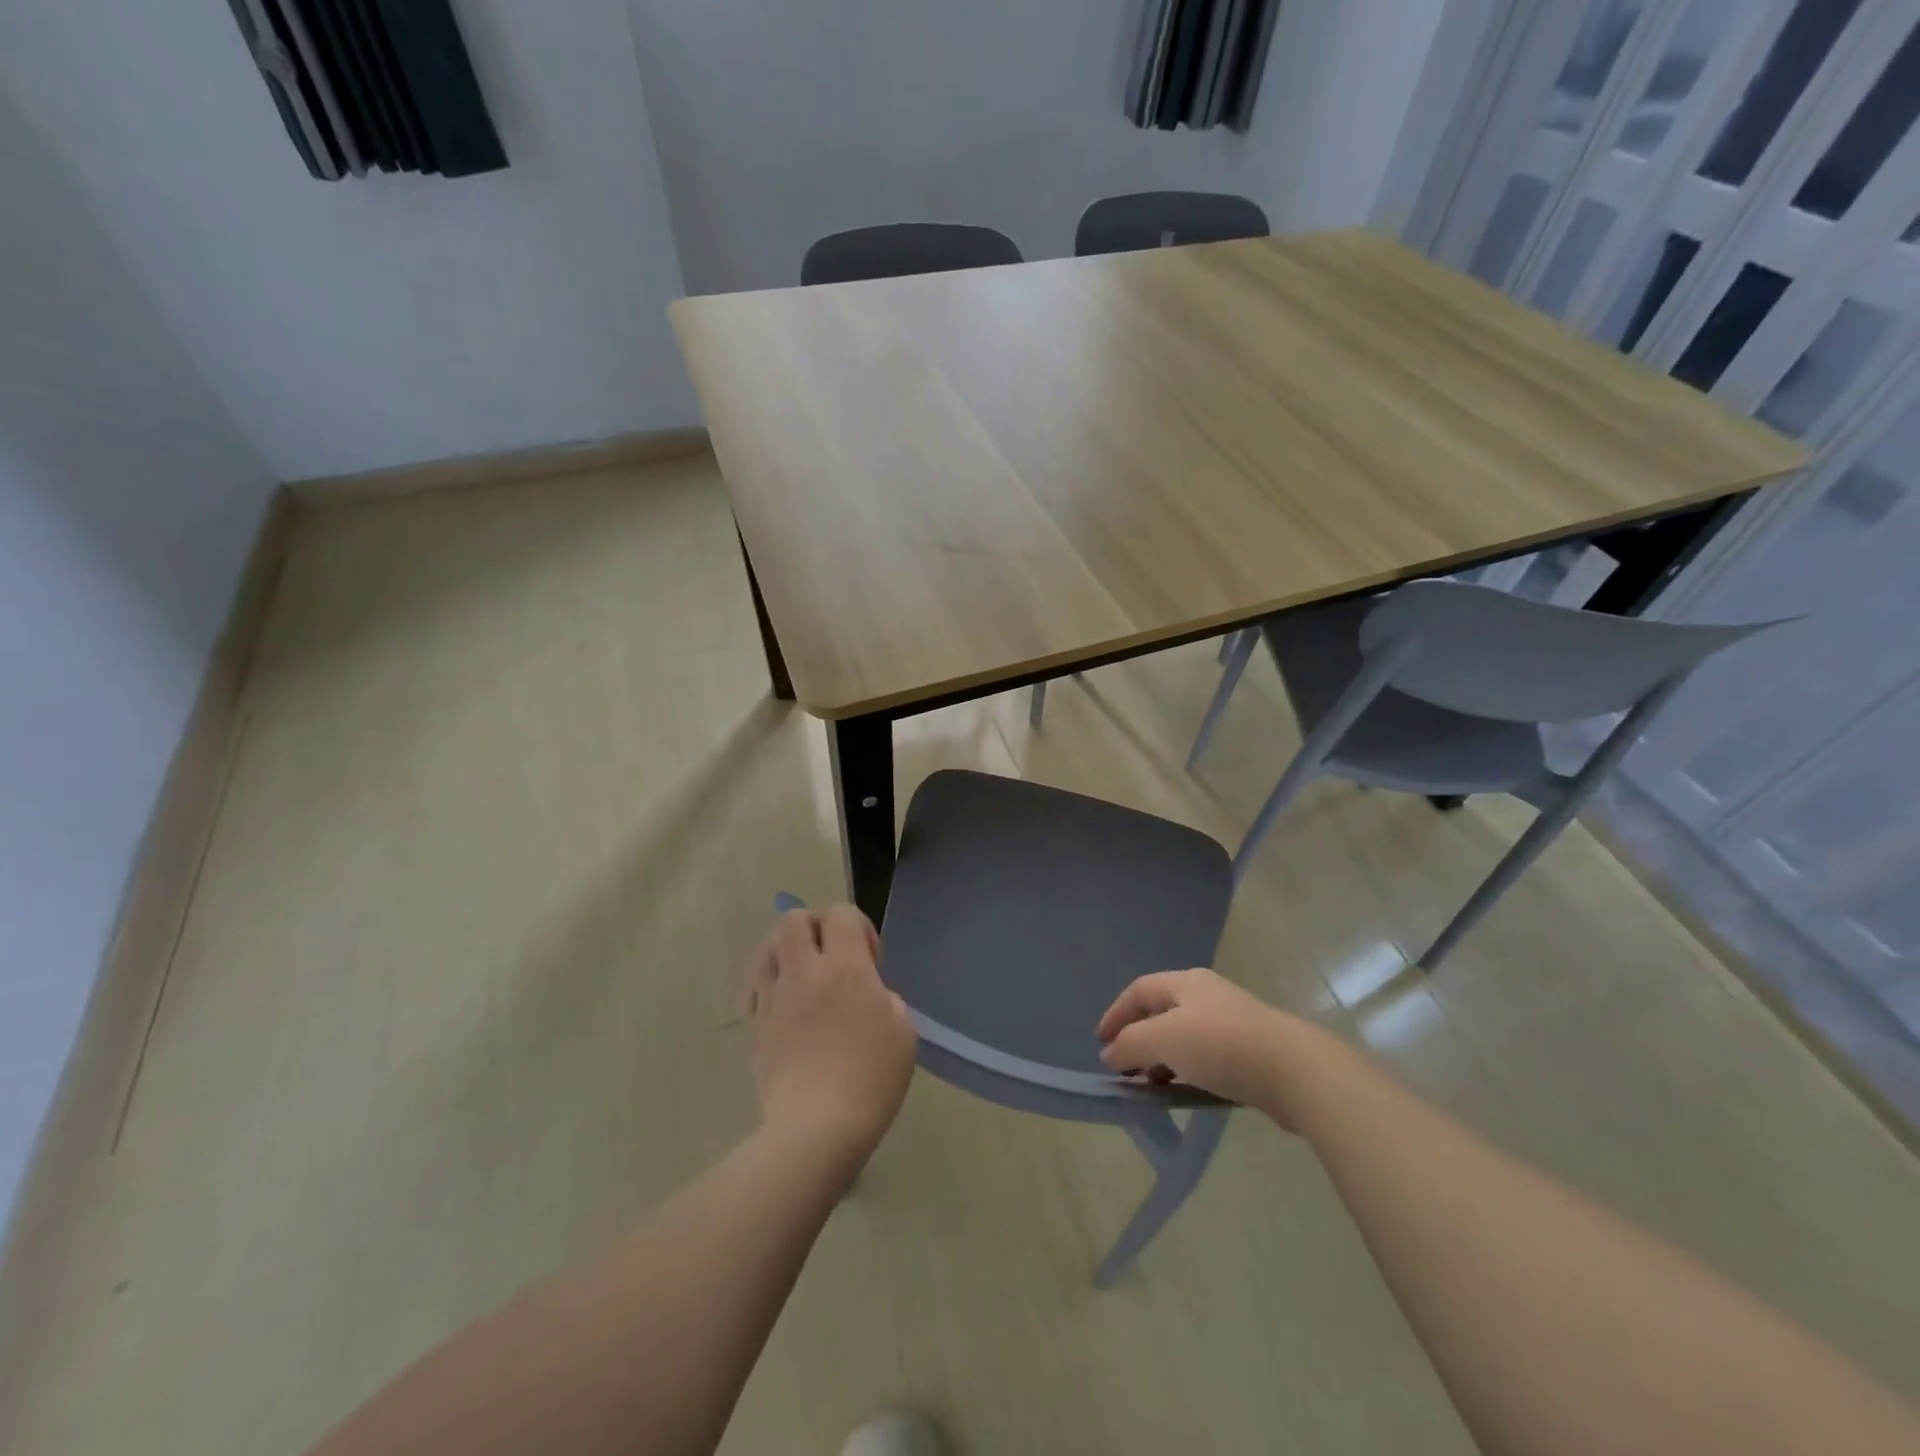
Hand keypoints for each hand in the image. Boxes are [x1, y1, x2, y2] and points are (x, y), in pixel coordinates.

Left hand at [744, 906, 915, 1162]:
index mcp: (845, 967)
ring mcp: (773, 997)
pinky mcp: (754, 1025)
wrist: (816, 1128)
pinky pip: (755, 986)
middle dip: (815, 928)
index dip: (858, 927)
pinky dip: (769, 984)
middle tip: (832, 958)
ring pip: (767, 947)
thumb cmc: (871, 1079)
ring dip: (788, 952)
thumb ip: (885, 998)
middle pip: (794, 919)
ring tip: (804, 979)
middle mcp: (804, 971)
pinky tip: (784, 1007)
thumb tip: (868, 995)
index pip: (842, 913)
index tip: (870, 961)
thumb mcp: (902, 1032)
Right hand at [1096, 968, 1302, 1116]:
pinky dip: (1187, 1068)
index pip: (1139, 990)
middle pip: (1162, 1010)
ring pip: (1185, 1034)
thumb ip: (1131, 1045)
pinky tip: (1186, 1090)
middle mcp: (1207, 994)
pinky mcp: (1252, 1049)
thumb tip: (1110, 1053)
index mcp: (1185, 983)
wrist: (1295, 1070)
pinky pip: (1206, 1054)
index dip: (1116, 1014)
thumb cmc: (1221, 1045)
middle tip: (1125, 1066)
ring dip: (1162, 1056)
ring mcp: (1232, 1020)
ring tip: (1152, 1084)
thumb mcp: (1164, 1039)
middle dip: (1139, 1037)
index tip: (1100, 1043)